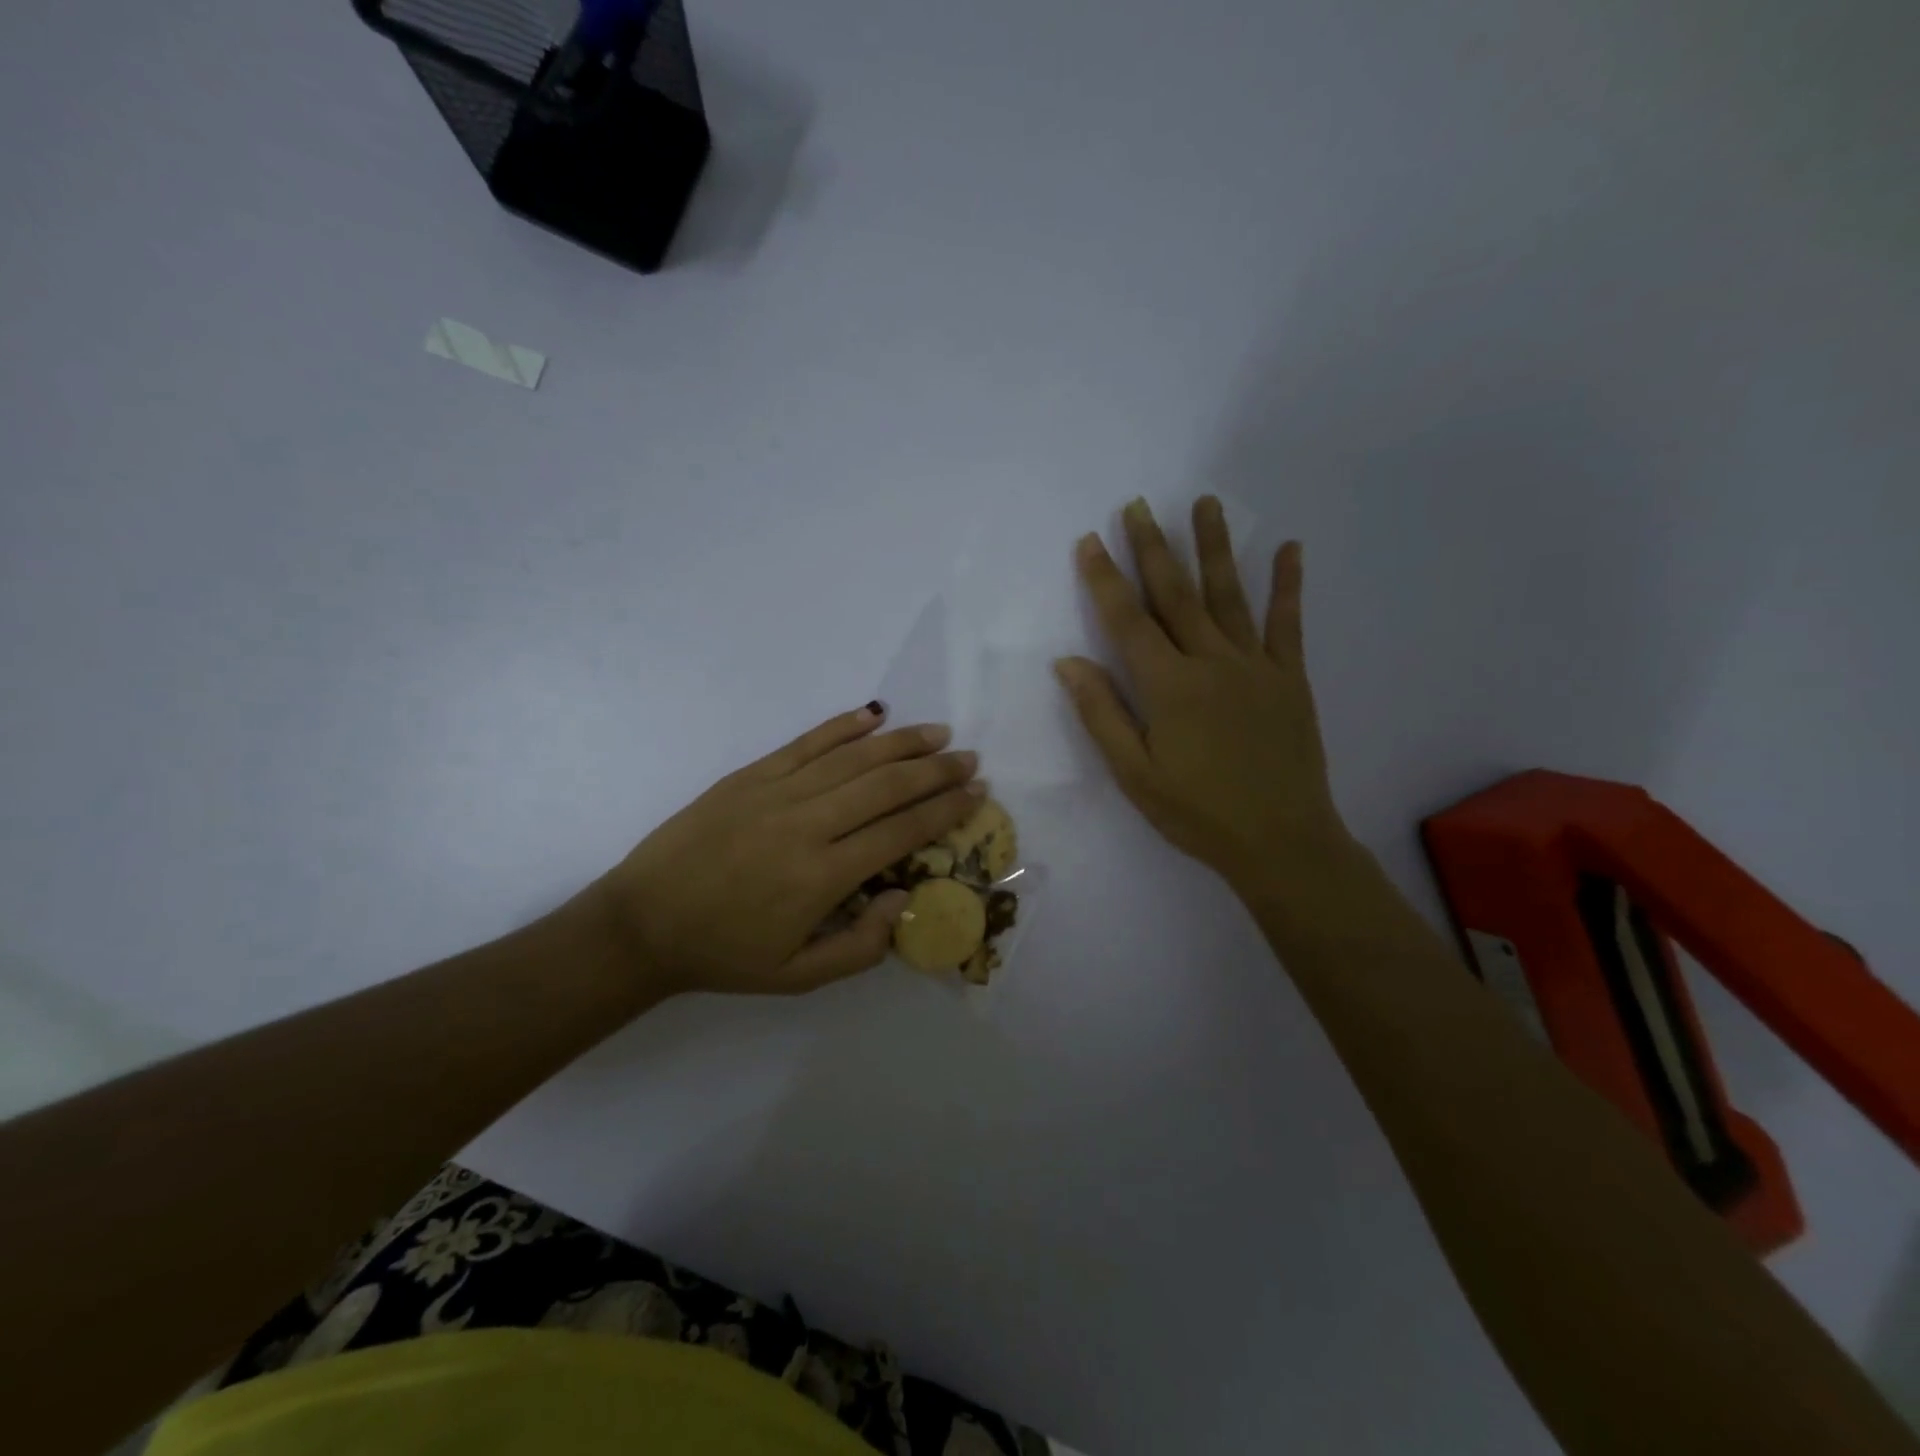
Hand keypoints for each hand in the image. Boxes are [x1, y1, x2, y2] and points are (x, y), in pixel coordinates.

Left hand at [592, 706, 984, 995]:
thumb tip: (905, 898)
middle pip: (886, 786)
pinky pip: (806, 743)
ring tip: (937, 733)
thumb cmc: (725, 954)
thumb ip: (861, 946)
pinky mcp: (750, 775)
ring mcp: (776, 792)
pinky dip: (843, 726)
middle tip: (969, 759)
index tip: (976, 794)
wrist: (642, 923)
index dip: (945, 810)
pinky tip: (873, 715)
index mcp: (823, 876)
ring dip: (901, 743)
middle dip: (935, 771)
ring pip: (853, 758)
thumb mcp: (799, 976)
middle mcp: (807, 824)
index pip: (901, 832)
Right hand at [1056, 497, 1356, 901]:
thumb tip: (1067, 662)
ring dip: (1215, 546)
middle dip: (1153, 547)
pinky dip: (1288, 585)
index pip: (1127, 620)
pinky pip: (1287, 623)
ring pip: (1229, 594)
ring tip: (1205, 502)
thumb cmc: (1196, 812)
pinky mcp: (1289, 677)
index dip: (1105, 578)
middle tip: (1139, 505)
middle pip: (1176, 594)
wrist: (1281, 840)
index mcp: (1168, 686)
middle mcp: (1210, 661)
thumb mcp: (1134, 774)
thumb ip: (1102, 714)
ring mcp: (1255, 665)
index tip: (1091, 539)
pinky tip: (1289, 548)